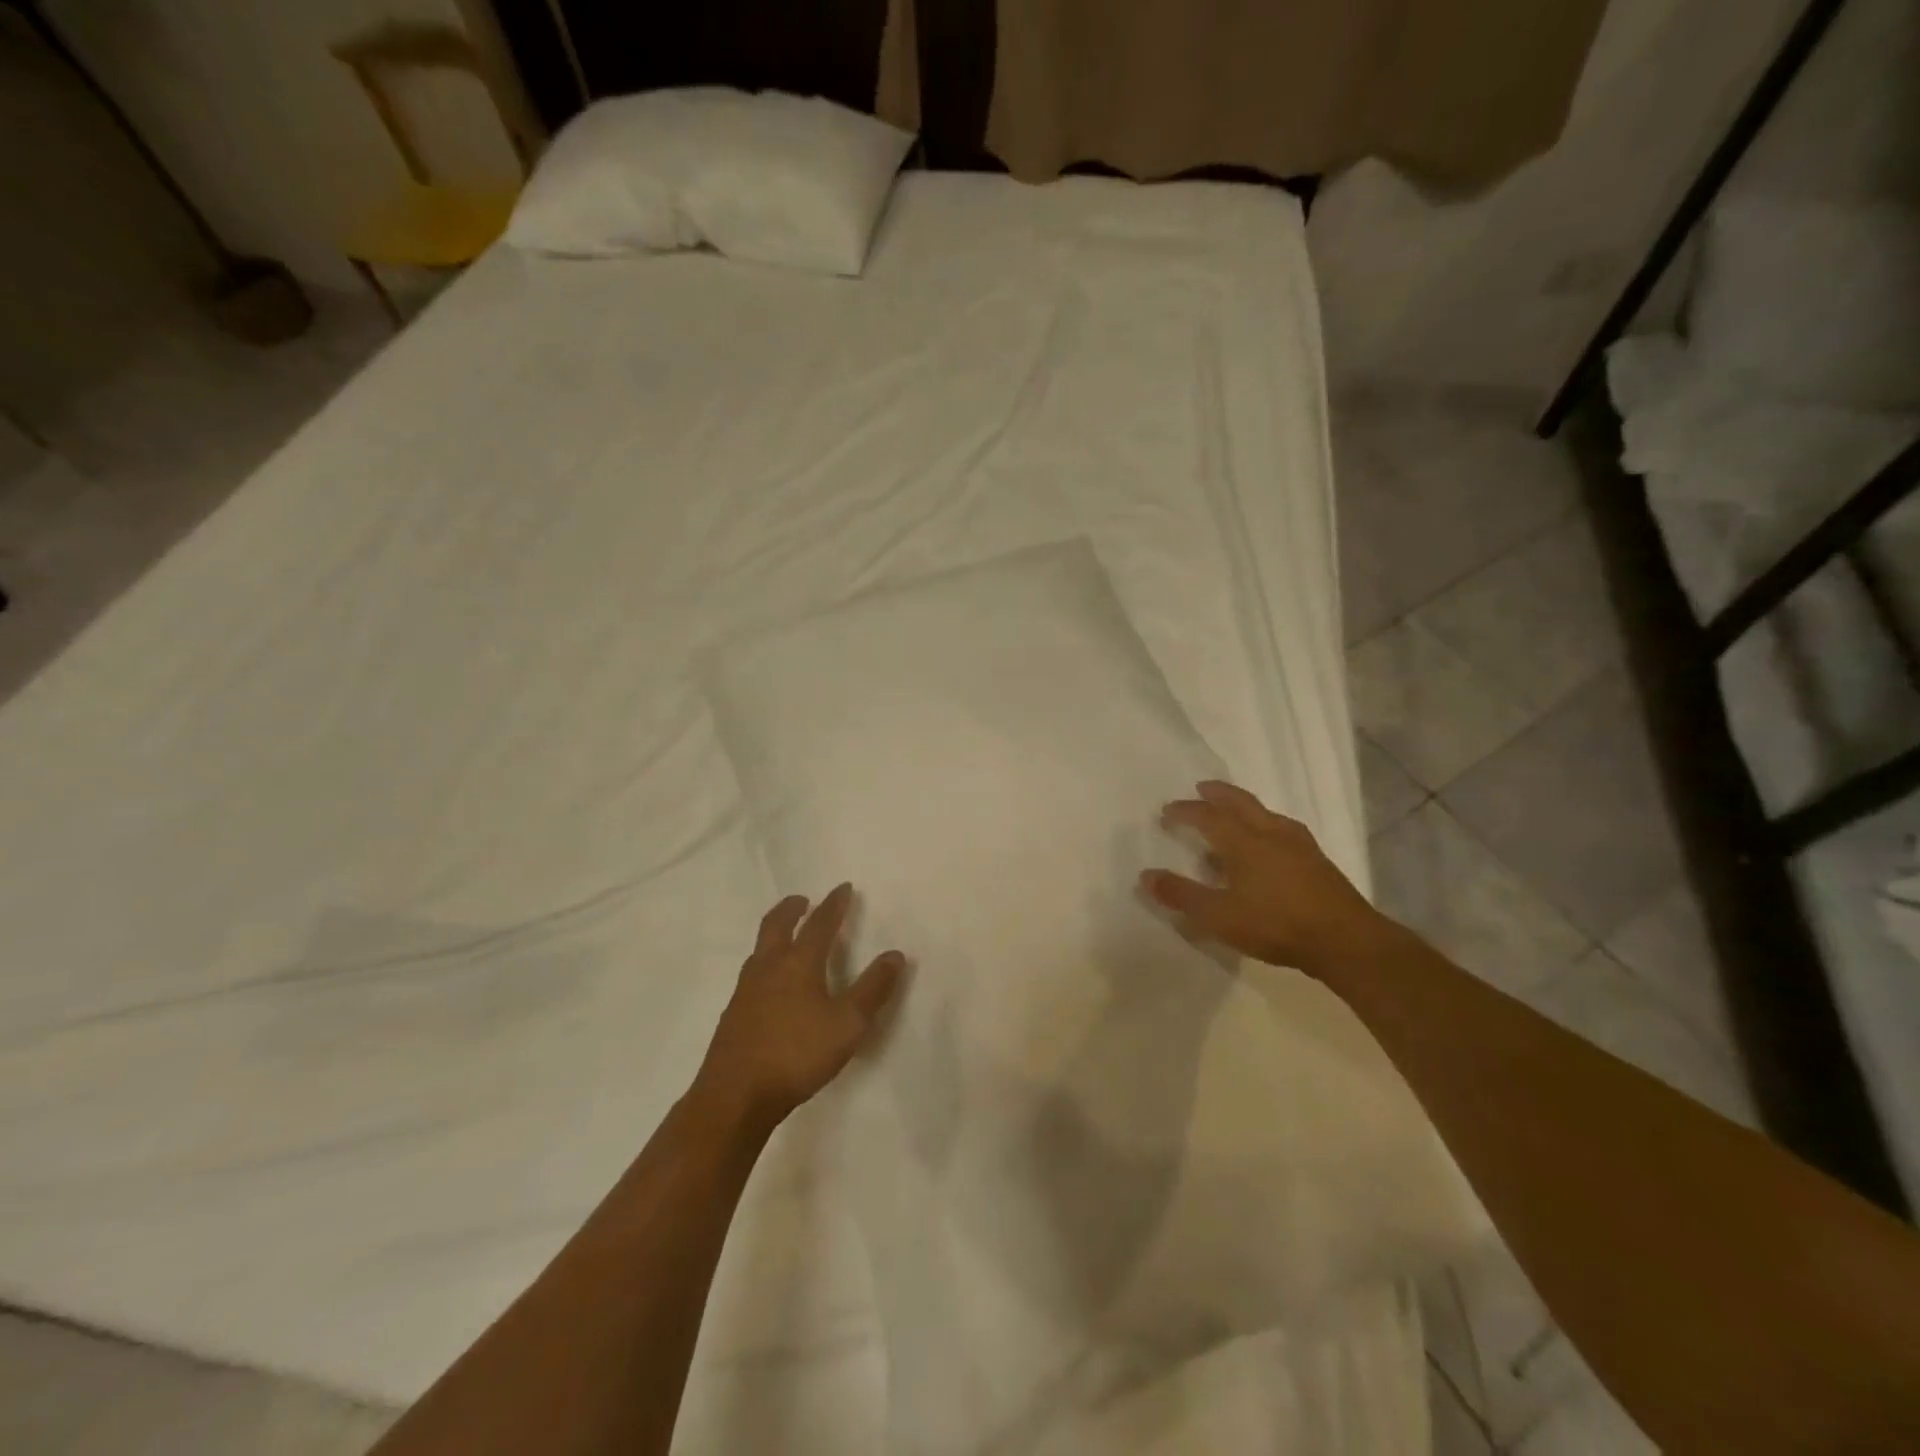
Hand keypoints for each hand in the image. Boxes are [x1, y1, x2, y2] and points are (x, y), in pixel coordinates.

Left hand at [693, 884, 904, 1136]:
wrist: (734, 1097)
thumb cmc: (797, 1055)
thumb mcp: (848, 1025)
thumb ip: (872, 989)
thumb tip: (895, 954)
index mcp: (798, 963)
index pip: (820, 923)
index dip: (834, 904)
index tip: (844, 888)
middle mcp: (768, 967)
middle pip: (778, 924)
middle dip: (793, 908)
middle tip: (804, 900)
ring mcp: (745, 990)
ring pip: (760, 948)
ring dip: (776, 933)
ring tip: (787, 937)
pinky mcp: (733, 1013)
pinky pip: (752, 973)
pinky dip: (766, 962)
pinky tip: (771, 984)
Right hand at [1139, 780, 1388, 977]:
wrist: (1346, 941)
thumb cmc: (1276, 924)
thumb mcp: (1218, 916)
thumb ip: (1181, 895)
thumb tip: (1146, 875)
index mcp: (1244, 841)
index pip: (1208, 816)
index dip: (1185, 811)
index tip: (1168, 811)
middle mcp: (1271, 833)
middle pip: (1240, 803)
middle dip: (1218, 794)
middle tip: (1202, 788)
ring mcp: (1299, 845)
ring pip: (1266, 814)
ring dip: (1244, 807)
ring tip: (1234, 813)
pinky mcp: (1317, 861)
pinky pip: (1283, 830)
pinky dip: (1266, 825)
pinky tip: (1270, 843)